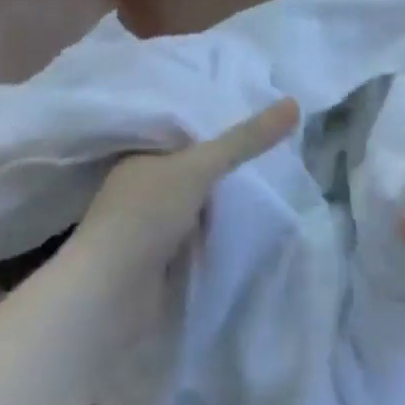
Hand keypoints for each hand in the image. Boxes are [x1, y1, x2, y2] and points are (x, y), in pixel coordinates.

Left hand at [65, 98, 299, 297]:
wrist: (109, 301)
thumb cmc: (145, 217)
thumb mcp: (199, 166)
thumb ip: (245, 139)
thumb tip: (295, 103)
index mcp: (140, 156)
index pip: (185, 129)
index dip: (219, 120)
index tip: (259, 110)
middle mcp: (142, 187)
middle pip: (196, 166)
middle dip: (228, 160)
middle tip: (276, 142)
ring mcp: (151, 225)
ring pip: (200, 200)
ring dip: (226, 196)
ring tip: (273, 175)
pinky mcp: (162, 259)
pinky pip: (202, 231)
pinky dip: (221, 227)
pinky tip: (252, 216)